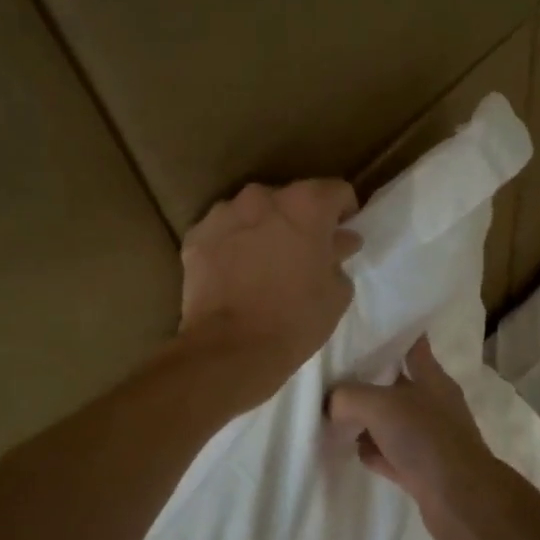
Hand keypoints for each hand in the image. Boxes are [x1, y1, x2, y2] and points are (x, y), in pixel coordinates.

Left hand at [178, 179, 362, 403]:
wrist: (230, 349)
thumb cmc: (295, 320)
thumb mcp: (336, 293)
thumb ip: (338, 256)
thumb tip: (339, 241)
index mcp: (306, 204)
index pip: (336, 190)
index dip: (343, 211)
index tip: (341, 234)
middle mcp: (263, 197)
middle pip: (290, 199)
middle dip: (299, 220)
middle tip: (301, 253)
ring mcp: (223, 213)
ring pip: (252, 212)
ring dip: (262, 229)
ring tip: (264, 263)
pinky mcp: (196, 236)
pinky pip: (222, 232)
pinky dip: (231, 245)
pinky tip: (235, 274)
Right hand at [328, 335, 503, 539]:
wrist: (459, 500)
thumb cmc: (424, 439)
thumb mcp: (378, 405)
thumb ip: (347, 396)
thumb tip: (330, 403)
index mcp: (431, 377)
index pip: (412, 344)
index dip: (391, 334)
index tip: (362, 327)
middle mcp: (432, 403)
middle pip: (395, 383)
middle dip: (366, 380)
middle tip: (333, 375)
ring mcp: (428, 437)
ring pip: (390, 420)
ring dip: (366, 420)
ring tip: (333, 414)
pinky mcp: (421, 468)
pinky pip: (389, 452)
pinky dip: (373, 451)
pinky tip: (352, 450)